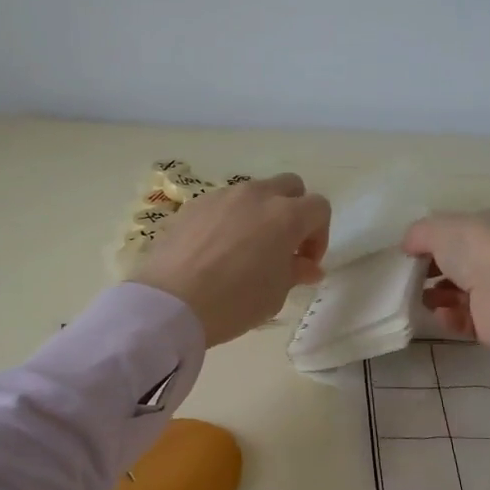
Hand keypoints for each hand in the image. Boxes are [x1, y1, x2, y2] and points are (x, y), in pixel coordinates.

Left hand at [134, 174, 331, 346]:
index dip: (319, 235)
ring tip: (246, 248)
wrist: (170, 302)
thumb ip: (296, 271)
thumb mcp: (275, 294)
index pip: (319, 208)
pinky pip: (223, 204)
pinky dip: (229, 219)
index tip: (305, 262)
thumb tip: (307, 266)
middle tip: (283, 246)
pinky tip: (216, 250)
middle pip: (289, 187)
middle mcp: (256, 195)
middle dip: (294, 211)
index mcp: (286, 216)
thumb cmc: (234, 302)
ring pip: (253, 192)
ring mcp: (222, 196)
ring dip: (260, 213)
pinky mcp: (194, 205)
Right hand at [402, 208, 489, 344]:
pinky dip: (452, 316)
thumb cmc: (481, 248)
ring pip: (466, 291)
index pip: (472, 228)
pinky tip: (440, 313)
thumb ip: (420, 232)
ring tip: (422, 297)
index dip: (443, 237)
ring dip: (440, 294)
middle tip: (415, 274)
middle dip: (437, 268)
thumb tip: (408, 245)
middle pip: (466, 261)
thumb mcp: (440, 228)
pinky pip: (471, 317)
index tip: (418, 248)